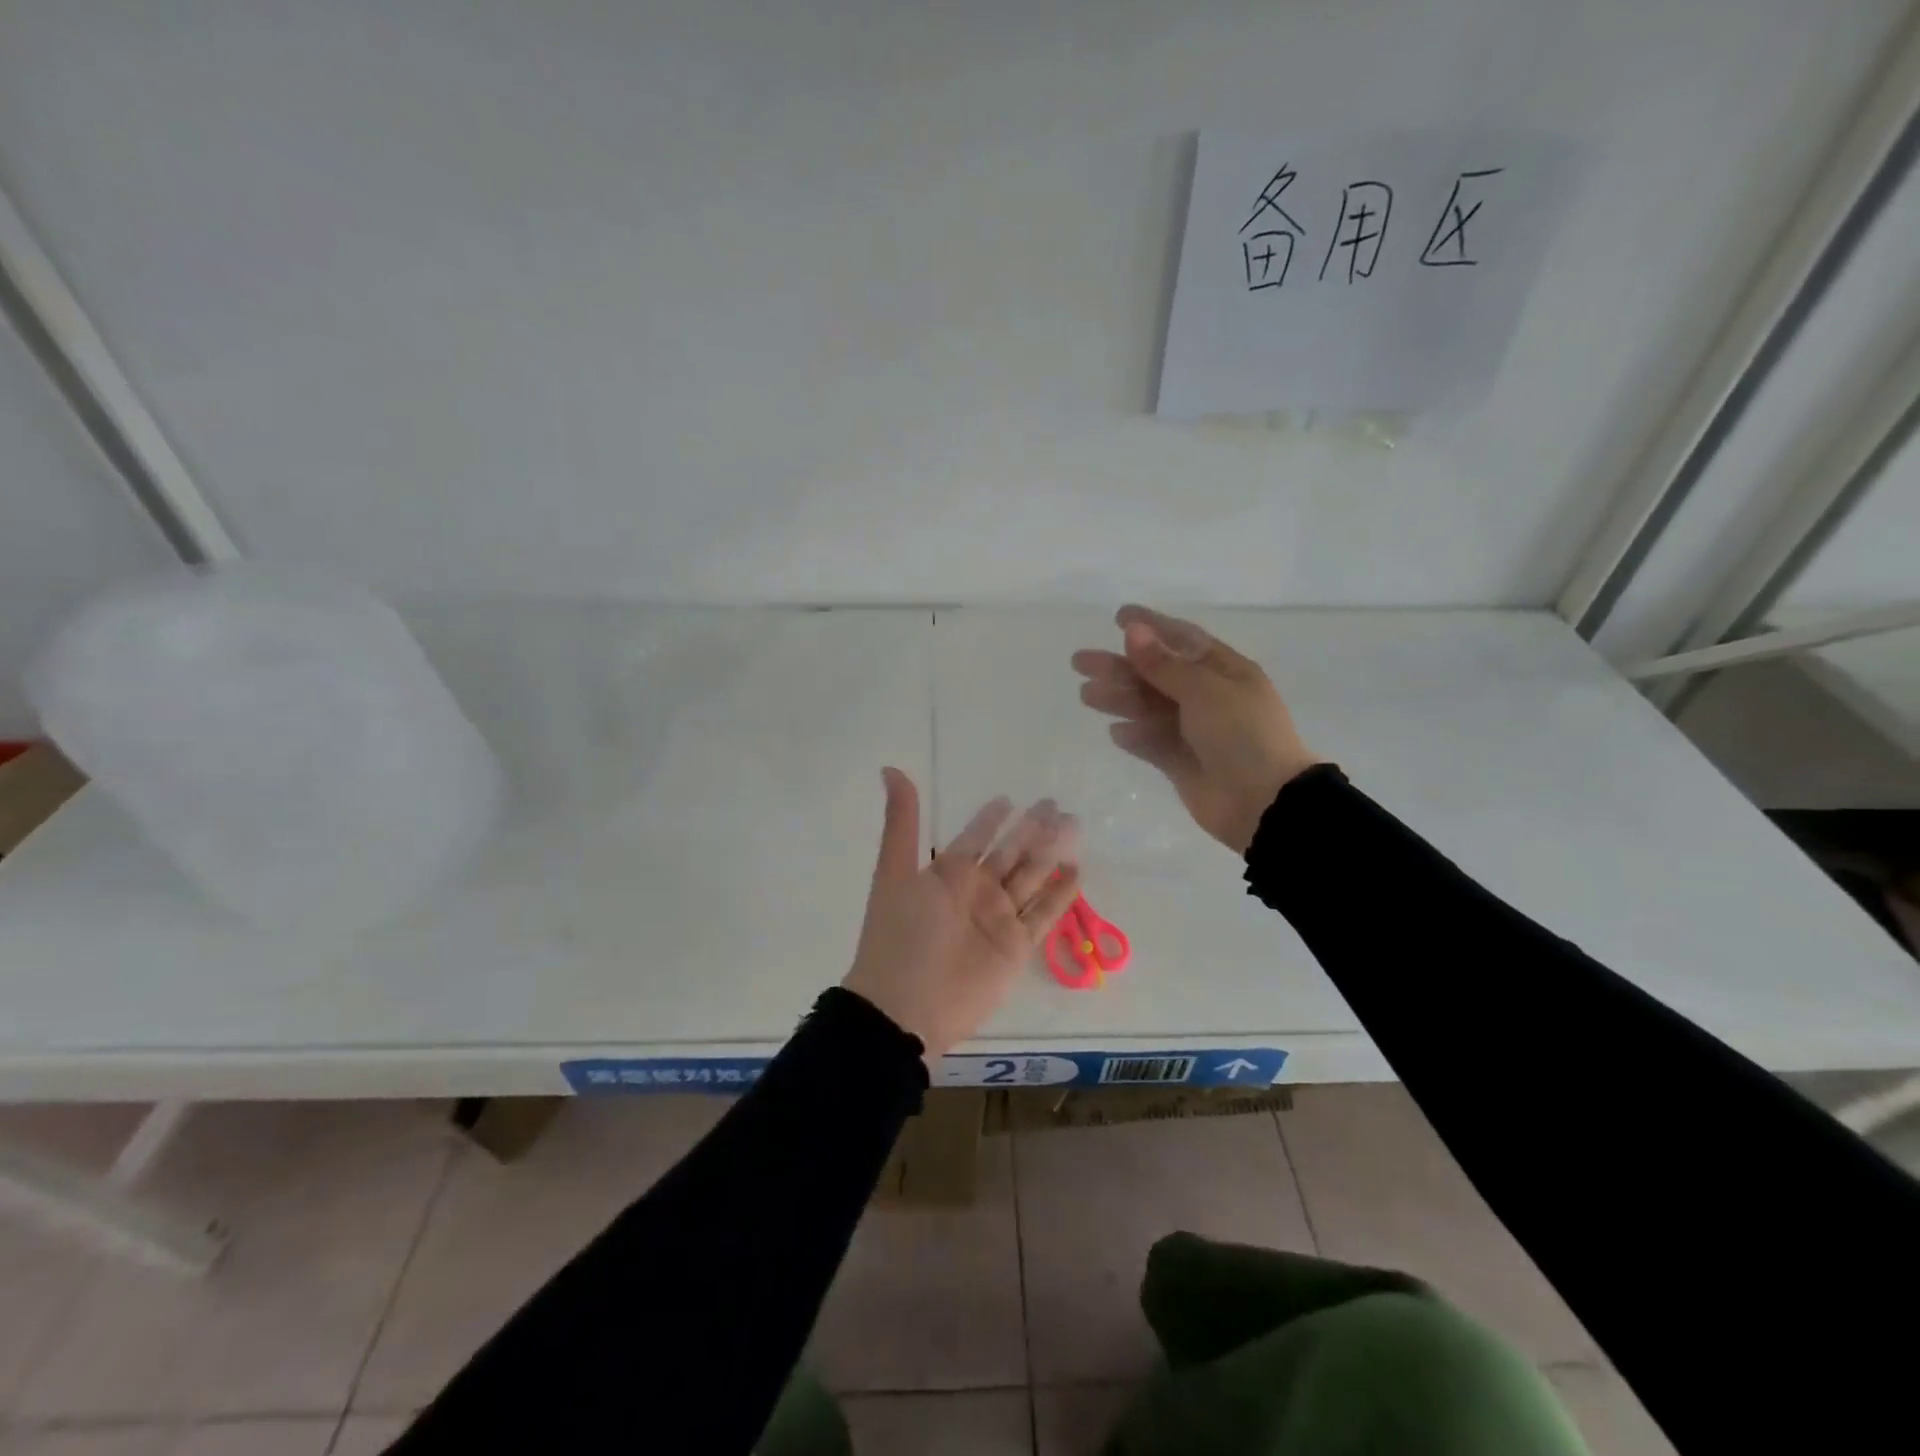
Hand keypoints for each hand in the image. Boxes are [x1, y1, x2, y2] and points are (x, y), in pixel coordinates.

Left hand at [844, 769, 1082, 1058]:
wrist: (906, 1006)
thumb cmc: (900, 933)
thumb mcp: (895, 871)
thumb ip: (901, 822)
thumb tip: (889, 767)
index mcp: (947, 874)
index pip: (975, 837)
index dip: (990, 819)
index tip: (1009, 797)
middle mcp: (976, 892)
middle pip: (1011, 853)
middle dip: (1032, 829)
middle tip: (1057, 804)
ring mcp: (999, 918)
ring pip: (1032, 878)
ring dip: (1052, 853)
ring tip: (1074, 827)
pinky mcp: (1017, 947)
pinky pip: (1044, 915)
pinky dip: (1062, 896)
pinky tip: (1078, 873)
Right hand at [1071, 605, 1323, 853]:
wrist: (1263, 802)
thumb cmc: (1241, 734)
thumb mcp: (1204, 690)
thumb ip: (1163, 664)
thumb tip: (1133, 630)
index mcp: (1224, 671)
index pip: (1182, 639)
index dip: (1151, 626)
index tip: (1118, 617)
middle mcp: (1208, 697)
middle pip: (1156, 674)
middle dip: (1119, 666)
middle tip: (1079, 661)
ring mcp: (1194, 732)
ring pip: (1148, 708)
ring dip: (1119, 699)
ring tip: (1085, 695)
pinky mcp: (1182, 763)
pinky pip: (1152, 743)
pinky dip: (1135, 737)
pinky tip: (1116, 732)